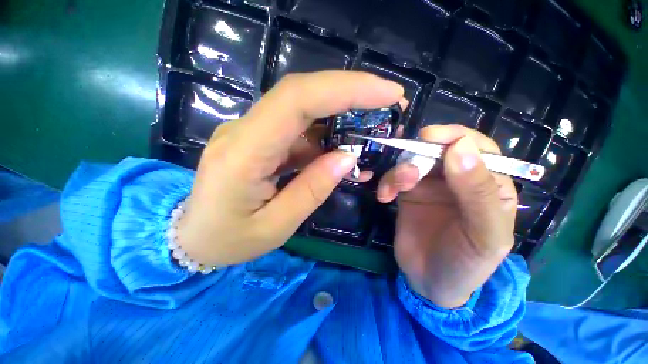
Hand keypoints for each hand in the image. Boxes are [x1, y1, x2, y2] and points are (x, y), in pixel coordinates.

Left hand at [177, 71, 404, 266]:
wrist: (193, 237)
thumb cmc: (228, 240)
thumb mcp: (276, 226)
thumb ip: (312, 189)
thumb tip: (348, 158)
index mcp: (243, 152)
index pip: (297, 100)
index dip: (345, 89)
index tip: (387, 93)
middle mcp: (245, 131)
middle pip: (302, 93)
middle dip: (351, 92)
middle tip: (390, 101)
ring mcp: (251, 132)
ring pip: (303, 109)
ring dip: (342, 116)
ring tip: (373, 129)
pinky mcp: (260, 140)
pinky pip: (298, 130)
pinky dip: (327, 136)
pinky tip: (345, 151)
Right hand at [377, 125, 517, 307]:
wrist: (430, 282)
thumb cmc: (466, 263)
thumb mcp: (484, 234)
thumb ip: (478, 191)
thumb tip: (460, 147)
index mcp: (488, 183)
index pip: (476, 146)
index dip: (453, 137)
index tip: (428, 138)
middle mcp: (457, 178)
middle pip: (437, 150)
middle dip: (418, 156)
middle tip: (406, 175)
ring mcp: (429, 184)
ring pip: (411, 161)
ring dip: (399, 171)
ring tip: (393, 190)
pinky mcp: (407, 193)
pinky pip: (394, 177)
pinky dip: (386, 183)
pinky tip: (383, 197)